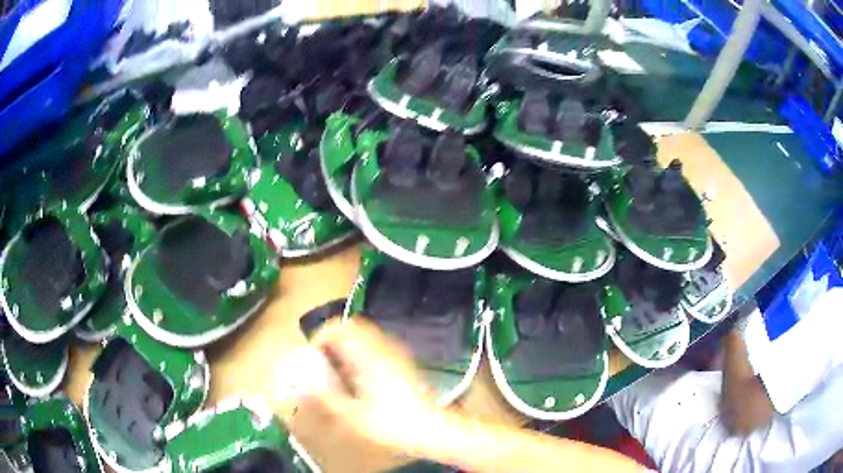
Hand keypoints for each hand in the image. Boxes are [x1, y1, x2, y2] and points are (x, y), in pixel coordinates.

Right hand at [298, 318, 452, 456]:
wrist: (435, 429)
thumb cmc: (394, 424)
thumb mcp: (353, 417)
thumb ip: (325, 399)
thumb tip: (303, 386)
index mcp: (369, 355)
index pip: (338, 327)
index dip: (320, 338)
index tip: (312, 359)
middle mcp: (383, 346)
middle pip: (351, 328)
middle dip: (332, 343)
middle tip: (324, 366)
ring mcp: (396, 352)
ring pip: (363, 337)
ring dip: (346, 349)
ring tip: (339, 375)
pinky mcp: (403, 362)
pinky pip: (375, 347)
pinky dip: (360, 356)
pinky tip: (360, 381)